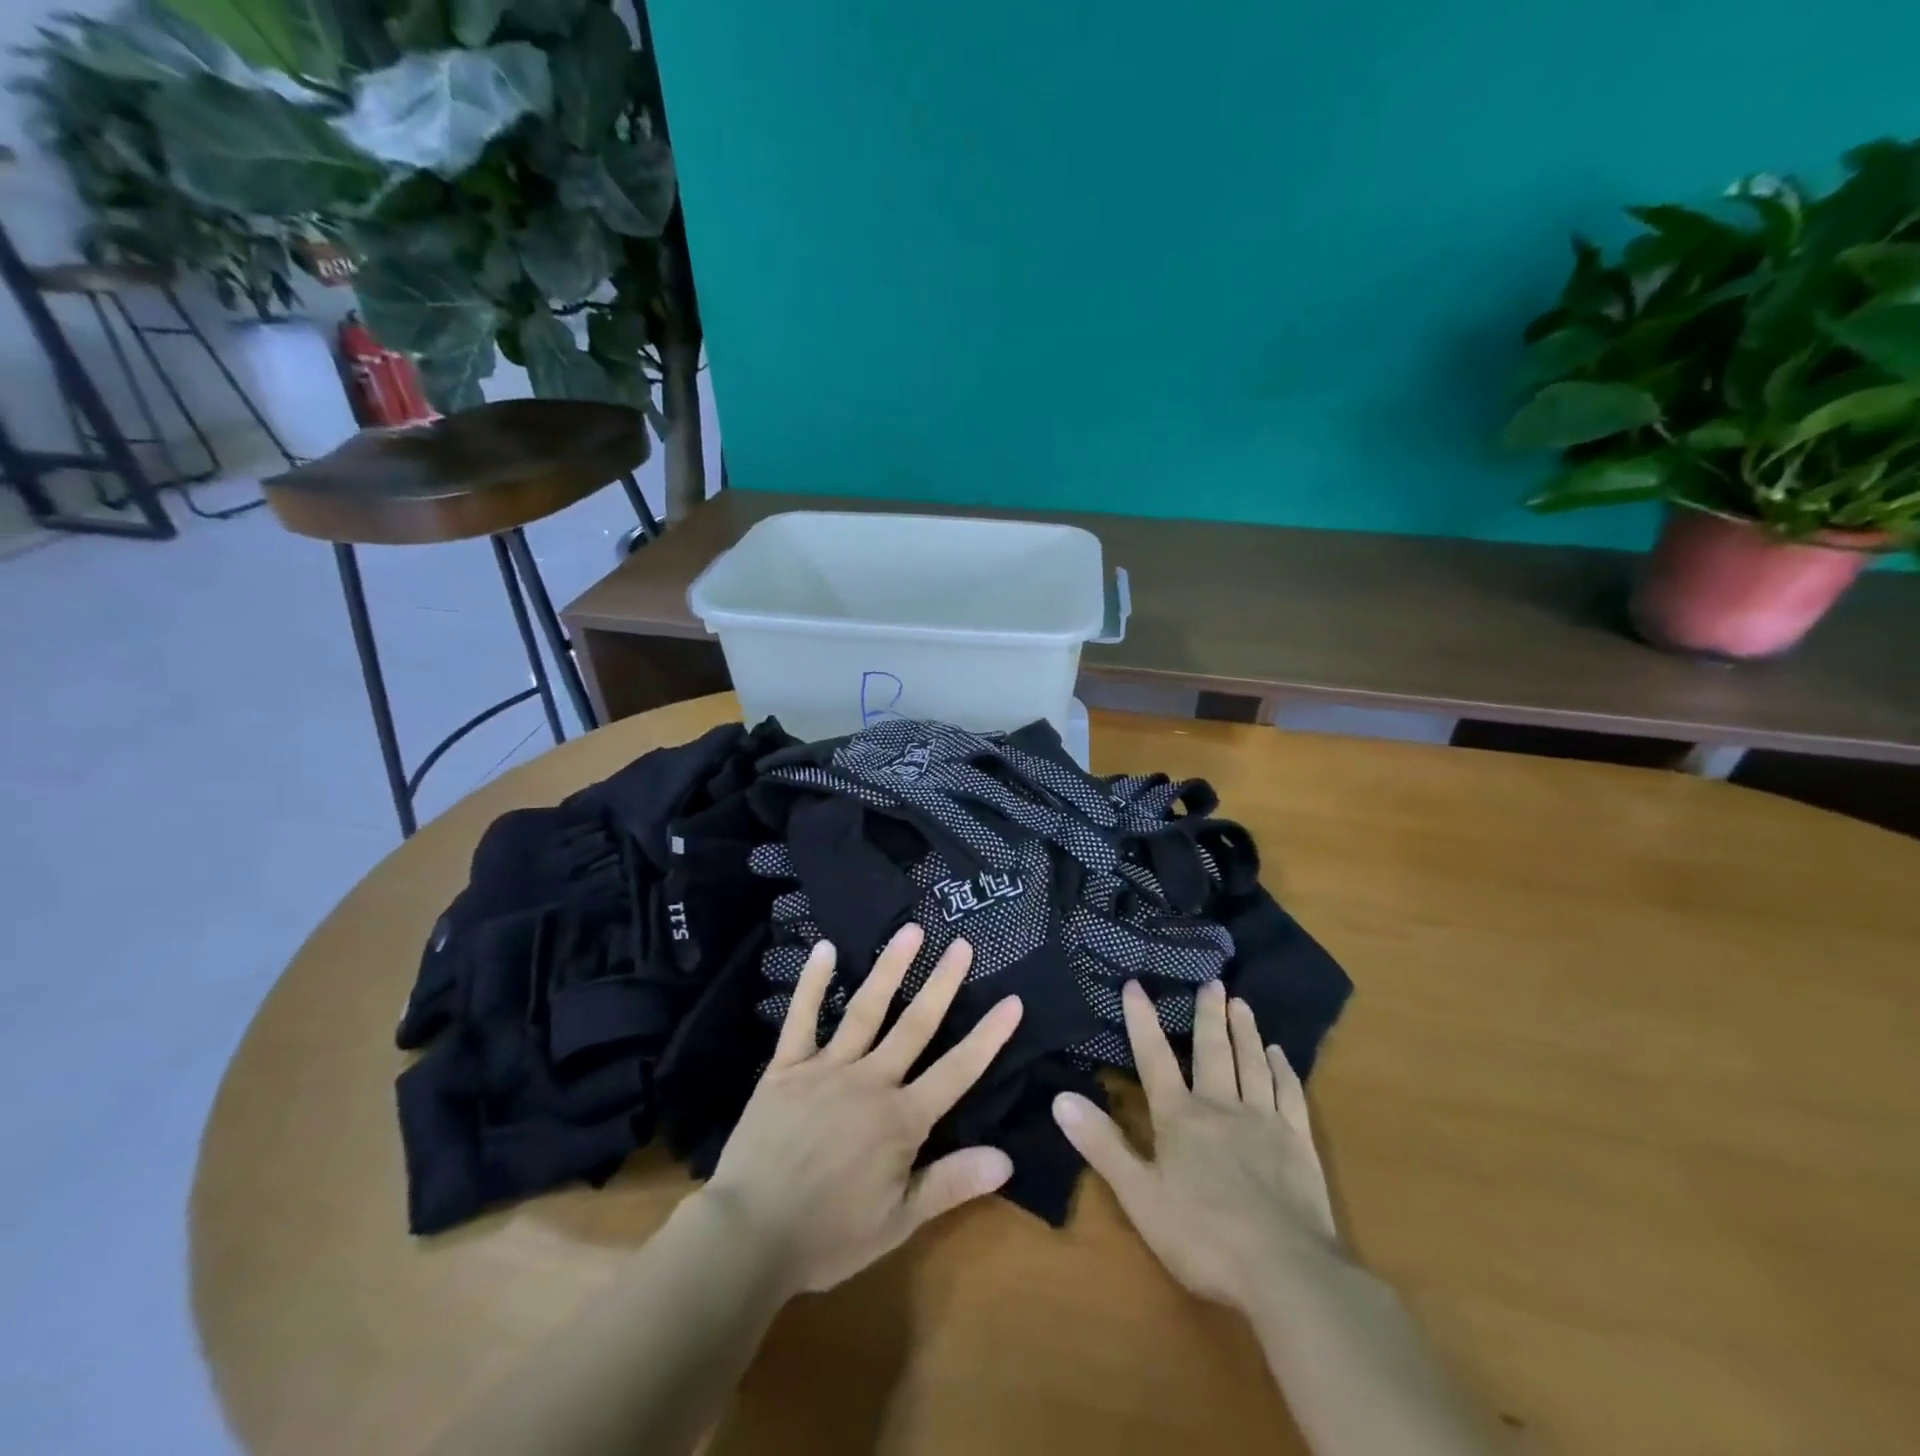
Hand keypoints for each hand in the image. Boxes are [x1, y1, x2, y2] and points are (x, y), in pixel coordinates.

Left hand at [700, 923, 1024, 1295]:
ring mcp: (826, 1068)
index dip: (988, 1036)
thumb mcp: (898, 1223)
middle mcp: (870, 1081)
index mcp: (901, 1119)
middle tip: (962, 945)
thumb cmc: (827, 1235)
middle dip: (942, 984)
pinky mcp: (786, 1067)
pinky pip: (801, 1018)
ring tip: (911, 931)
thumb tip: (1006, 1159)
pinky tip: (825, 948)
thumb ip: (951, 1184)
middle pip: (915, 1025)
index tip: (1012, 1001)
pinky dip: (813, 983)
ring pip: (866, 1010)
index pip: (957, 1070)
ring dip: (890, 968)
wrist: (747, 1237)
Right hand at [1052, 979, 1340, 1309]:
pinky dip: (1283, 1070)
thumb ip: (1102, 1144)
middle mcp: (1221, 1106)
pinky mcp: (1298, 1143)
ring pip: (1252, 1063)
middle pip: (1213, 1050)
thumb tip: (1060, 1097)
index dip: (1142, 1019)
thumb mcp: (1140, 1195)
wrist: (1285, 1271)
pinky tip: (1281, 1055)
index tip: (1134, 984)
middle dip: (1208, 1014)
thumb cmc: (1203, 1236)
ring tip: (1241, 1003)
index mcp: (1180, 1117)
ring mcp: (1264, 1121)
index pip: (1154, 1057)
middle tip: (1212, 981)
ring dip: (1245, 1031)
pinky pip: (1290, 1094)